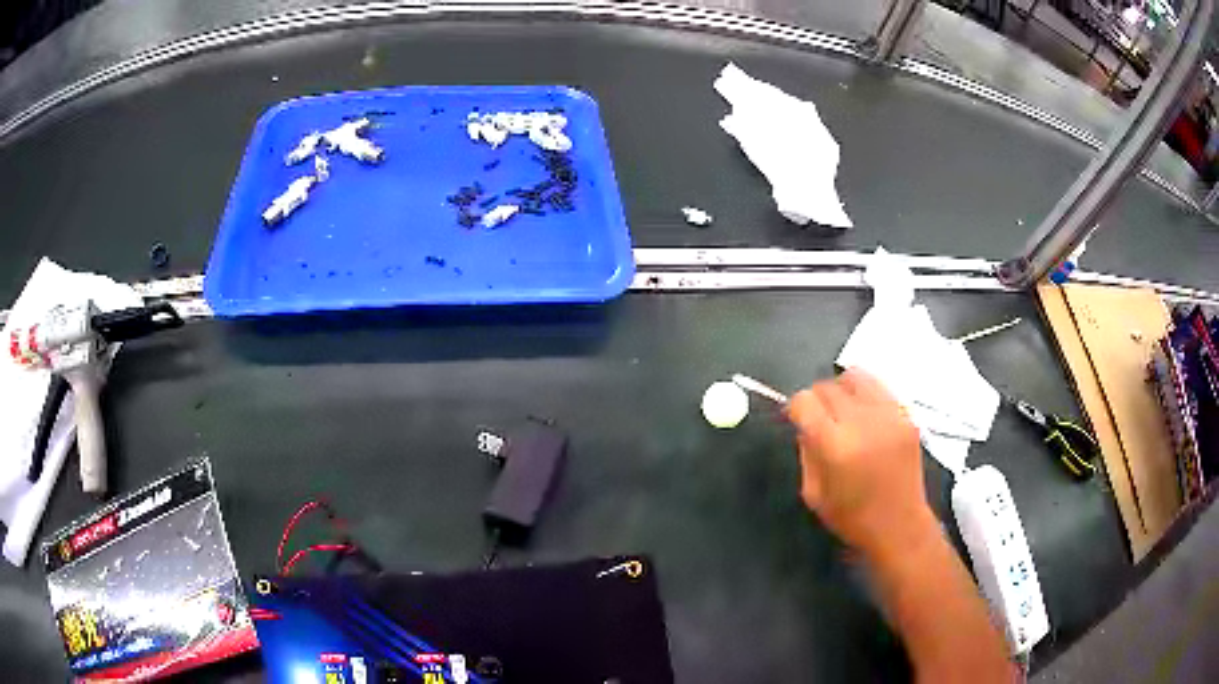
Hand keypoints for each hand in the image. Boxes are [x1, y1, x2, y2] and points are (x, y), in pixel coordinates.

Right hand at [786, 368, 934, 561]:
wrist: (900, 525)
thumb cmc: (852, 518)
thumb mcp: (813, 493)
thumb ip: (806, 453)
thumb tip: (804, 425)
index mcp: (835, 446)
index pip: (805, 401)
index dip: (795, 408)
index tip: (796, 419)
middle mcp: (862, 422)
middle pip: (828, 386)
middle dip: (816, 398)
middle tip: (818, 418)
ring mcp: (888, 415)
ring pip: (855, 376)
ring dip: (841, 389)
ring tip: (842, 410)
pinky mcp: (906, 415)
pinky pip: (879, 388)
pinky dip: (865, 395)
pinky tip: (865, 416)